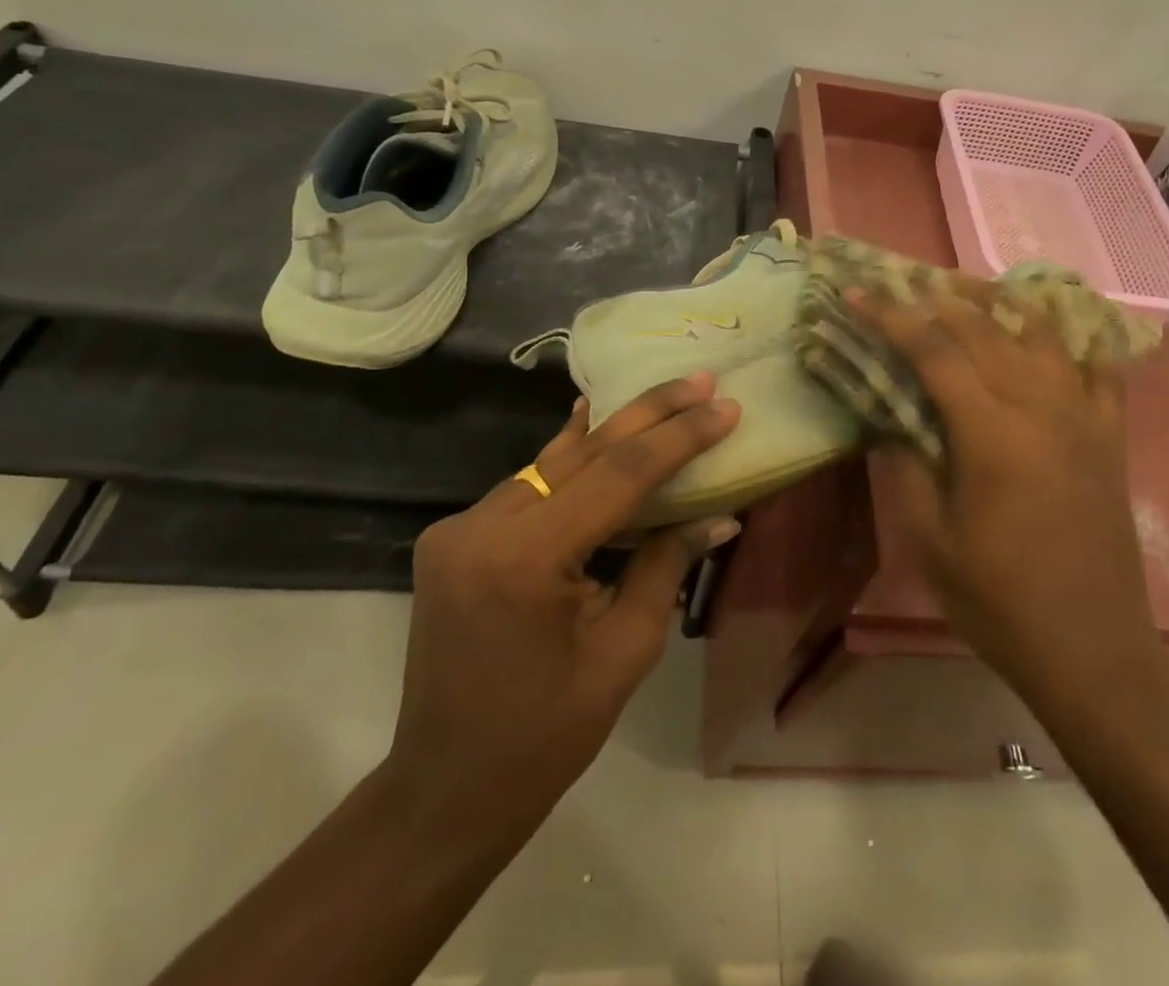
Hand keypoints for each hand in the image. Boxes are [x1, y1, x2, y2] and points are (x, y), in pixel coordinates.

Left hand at [385, 374, 739, 829]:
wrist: (444, 789)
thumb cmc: (544, 738)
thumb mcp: (624, 653)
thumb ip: (665, 566)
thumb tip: (717, 513)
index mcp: (524, 560)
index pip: (617, 476)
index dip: (677, 438)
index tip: (724, 407)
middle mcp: (481, 526)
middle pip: (582, 452)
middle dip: (648, 413)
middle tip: (700, 380)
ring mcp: (459, 527)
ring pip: (553, 462)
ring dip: (612, 433)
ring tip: (667, 399)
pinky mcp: (455, 536)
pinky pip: (528, 486)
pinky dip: (571, 461)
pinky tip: (596, 424)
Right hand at [852, 284, 1164, 699]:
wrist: (1092, 650)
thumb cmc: (1000, 600)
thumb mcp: (930, 540)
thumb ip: (905, 468)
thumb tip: (890, 421)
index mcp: (991, 432)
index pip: (933, 351)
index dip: (891, 316)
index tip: (857, 292)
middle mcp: (1041, 407)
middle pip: (984, 329)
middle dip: (934, 299)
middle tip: (899, 282)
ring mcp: (1083, 416)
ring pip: (1041, 333)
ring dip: (998, 303)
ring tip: (964, 288)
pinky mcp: (1110, 436)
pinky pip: (1098, 368)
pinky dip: (1074, 338)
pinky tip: (1051, 329)